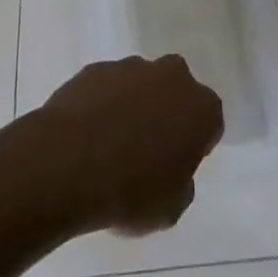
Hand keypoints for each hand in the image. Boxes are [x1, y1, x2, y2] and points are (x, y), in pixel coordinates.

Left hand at [32, 56, 223, 234]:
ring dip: (133, 106)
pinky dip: (102, 104)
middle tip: (149, 149)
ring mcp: (131, 67)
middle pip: (177, 90)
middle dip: (167, 112)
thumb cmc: (130, 192)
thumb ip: (181, 184)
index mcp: (200, 108)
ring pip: (141, 85)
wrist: (67, 164)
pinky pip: (107, 87)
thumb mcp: (170, 209)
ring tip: (111, 145)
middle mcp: (171, 76)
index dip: (196, 143)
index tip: (179, 164)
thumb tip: (173, 171)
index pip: (210, 120)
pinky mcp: (96, 68)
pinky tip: (87, 135)